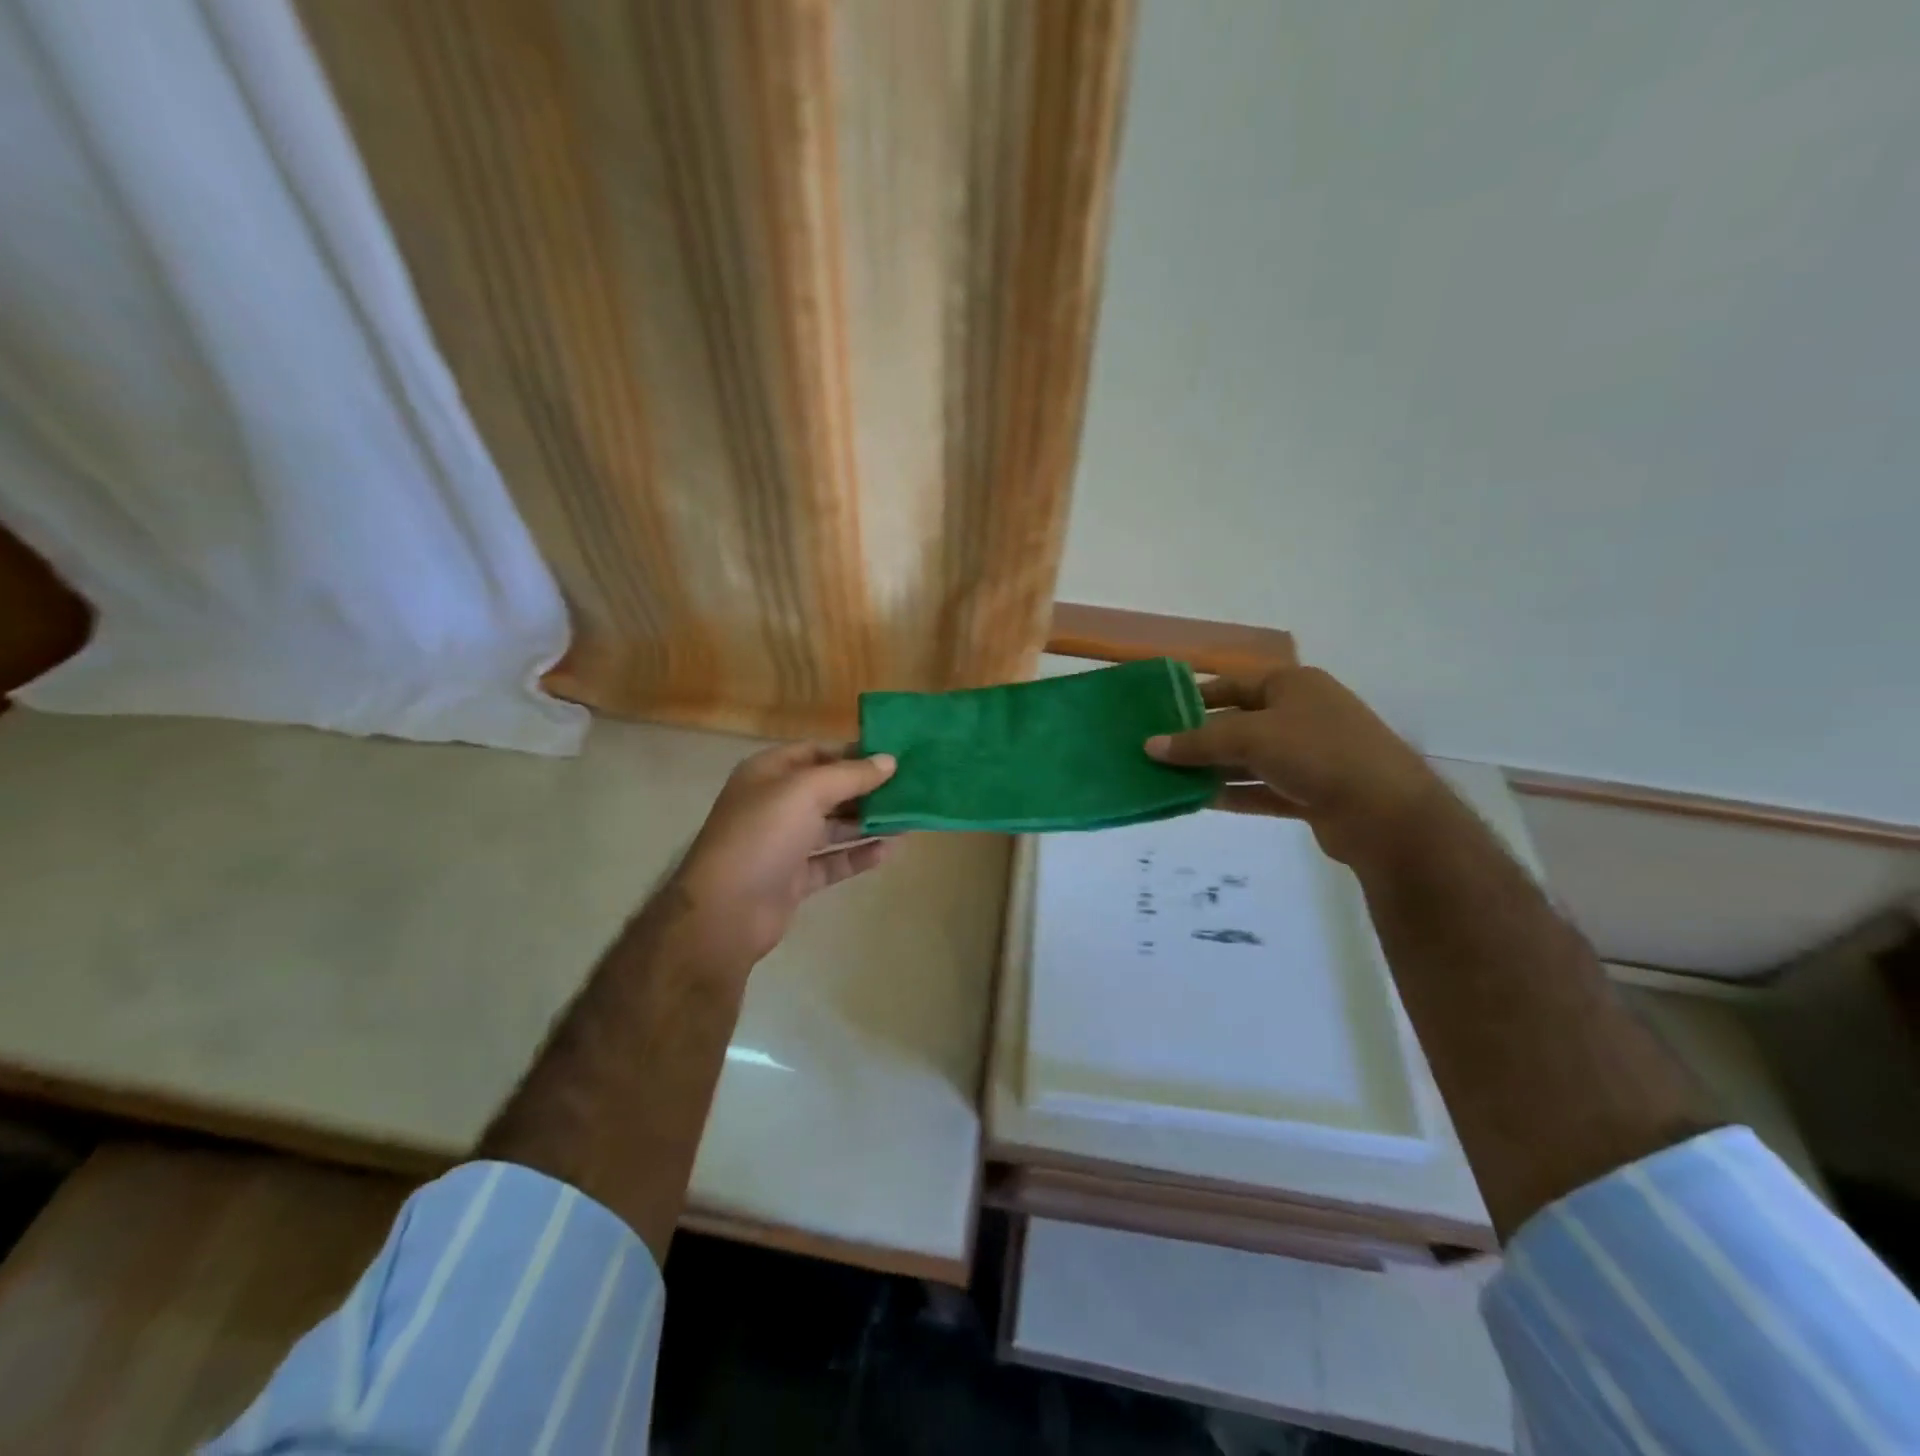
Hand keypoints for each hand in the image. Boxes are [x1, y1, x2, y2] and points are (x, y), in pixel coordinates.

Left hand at [670, 743, 900, 969]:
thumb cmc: (762, 835)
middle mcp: (775, 804)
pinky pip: (832, 861)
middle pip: (828, 790)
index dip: (853, 753)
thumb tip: (889, 761)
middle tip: (909, 788)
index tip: (893, 756)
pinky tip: (889, 850)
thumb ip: (850, 775)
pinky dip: (858, 855)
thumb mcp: (806, 791)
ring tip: (908, 819)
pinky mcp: (793, 878)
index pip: (816, 752)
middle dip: (866, 789)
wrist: (725, 911)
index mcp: (768, 773)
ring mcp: (783, 843)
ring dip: (868, 822)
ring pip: (833, 826)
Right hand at [1145, 667, 1445, 863]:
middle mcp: (1301, 714)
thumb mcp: (1251, 737)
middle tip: (1156, 751)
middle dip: (1199, 738)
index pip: (1233, 684)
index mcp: (1292, 685)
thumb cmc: (1317, 753)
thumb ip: (1198, 742)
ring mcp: (1308, 755)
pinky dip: (1233, 793)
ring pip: (1248, 759)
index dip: (1195, 697)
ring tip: (1169, 779)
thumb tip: (1149, 746)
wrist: (1385, 813)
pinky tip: (1199, 801)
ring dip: (1212, 769)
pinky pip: (1261, 789)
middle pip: (1238, 722)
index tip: (1159, 714)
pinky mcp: (1310, 792)